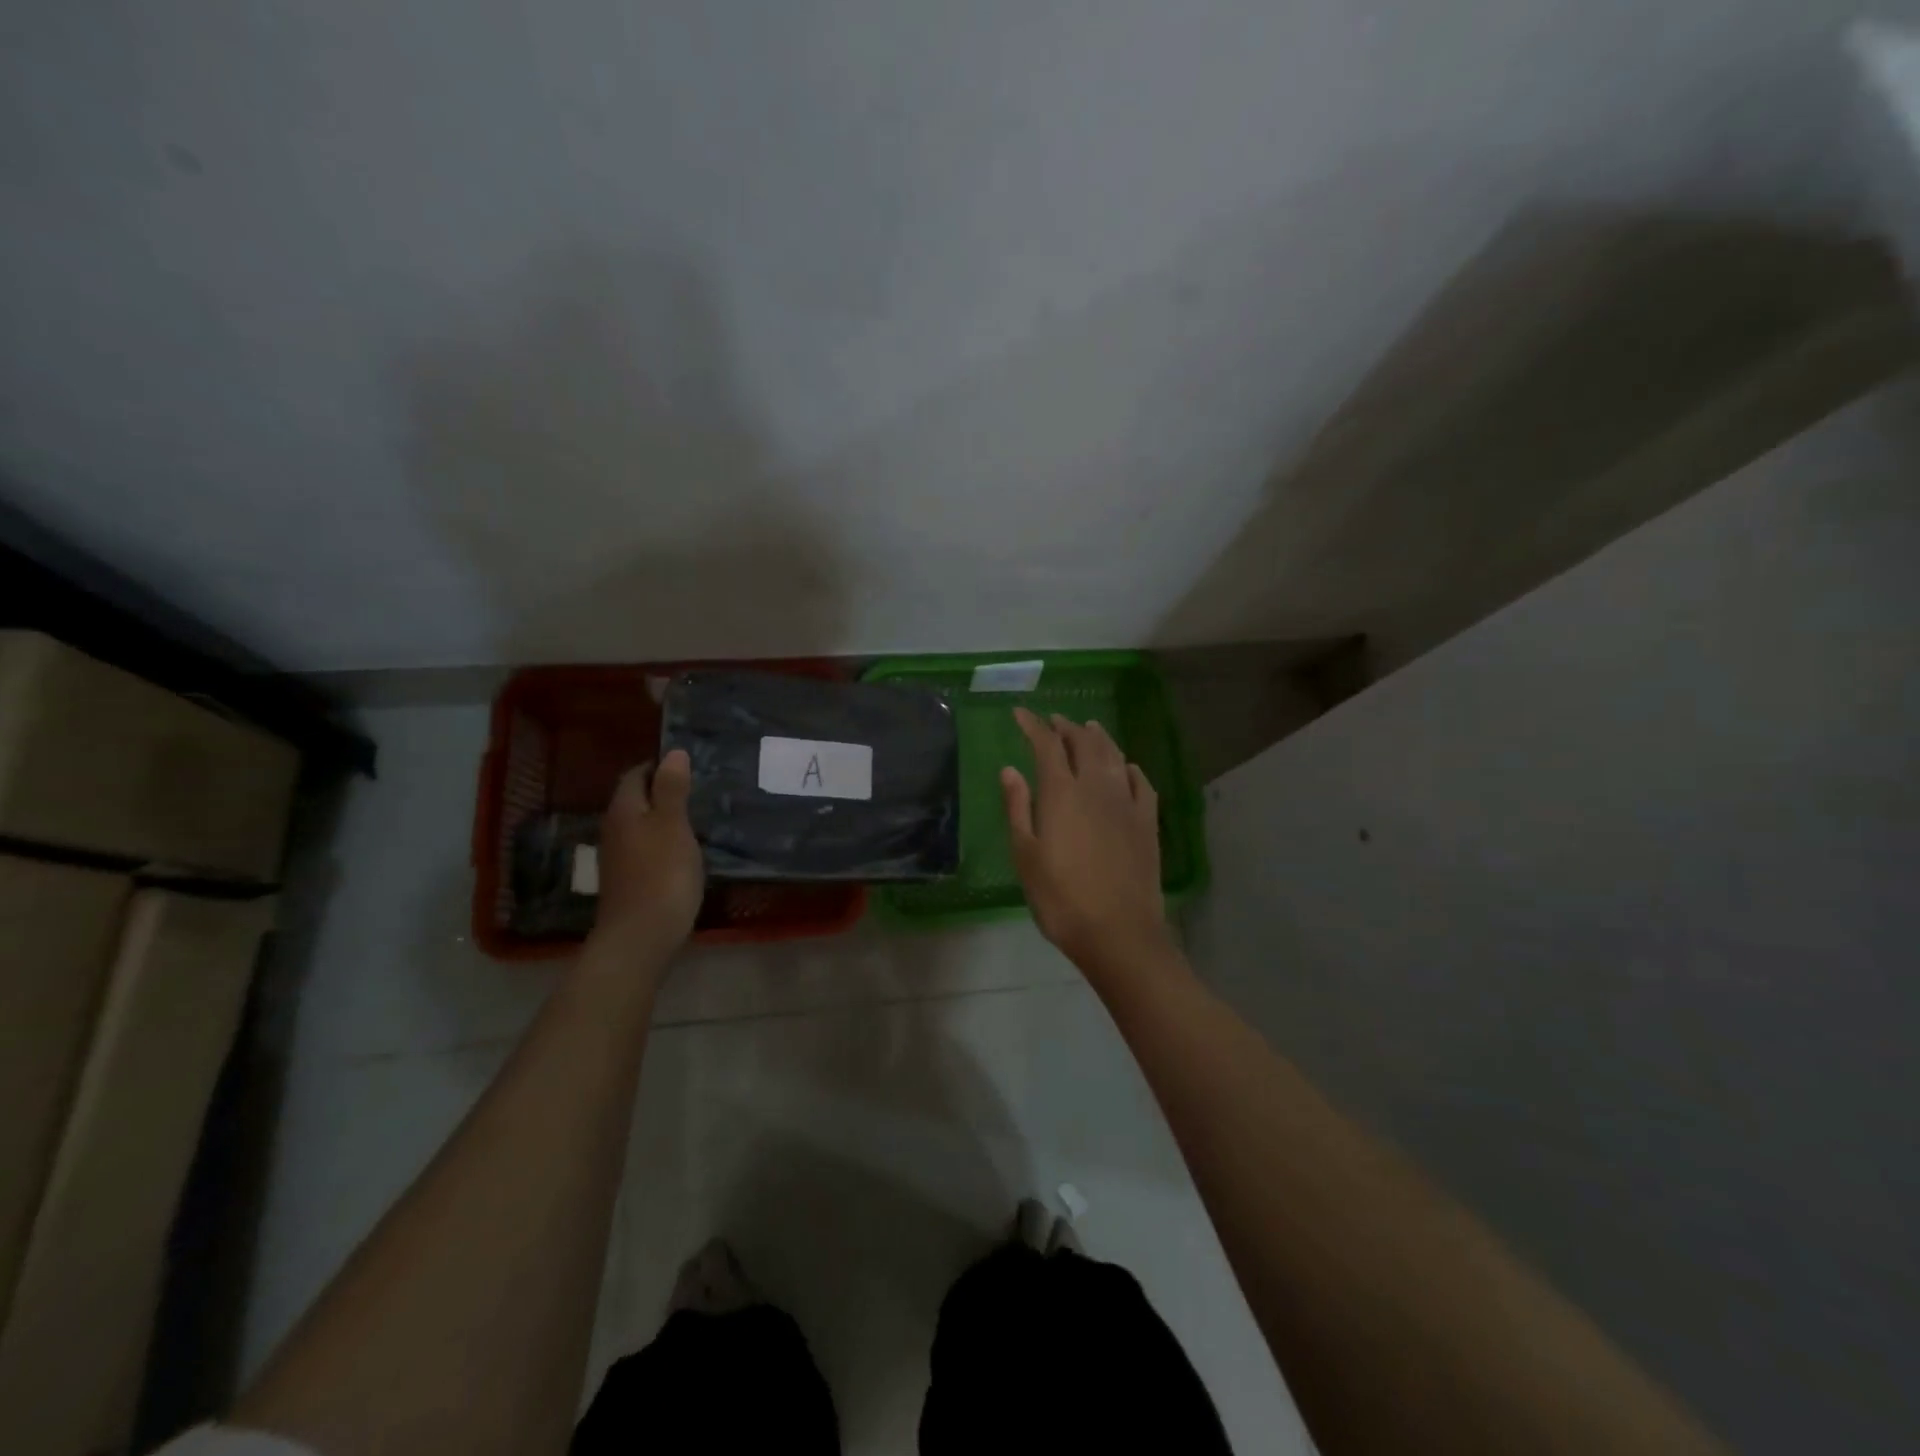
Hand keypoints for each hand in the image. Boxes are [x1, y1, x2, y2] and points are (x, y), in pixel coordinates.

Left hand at [592, 749, 704, 957]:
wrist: (640, 937)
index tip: (688, 766)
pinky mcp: (628, 880)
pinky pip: (645, 848)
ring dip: (663, 818)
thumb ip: (672, 789)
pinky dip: (662, 842)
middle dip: (662, 791)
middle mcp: (615, 829)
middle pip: (635, 799)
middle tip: (697, 788)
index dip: (659, 766)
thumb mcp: (673, 825)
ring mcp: (618, 858)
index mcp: (624, 810)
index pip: (636, 775)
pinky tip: (683, 851)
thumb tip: (673, 752)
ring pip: (640, 825)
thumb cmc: (662, 874)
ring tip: (695, 817)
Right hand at [1001, 708, 1169, 969]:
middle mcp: (1096, 787)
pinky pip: (1141, 782)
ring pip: (1114, 756)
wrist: (1118, 932)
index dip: (1033, 726)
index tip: (1021, 714)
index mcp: (1062, 793)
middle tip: (1055, 720)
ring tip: (1089, 728)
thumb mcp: (1026, 855)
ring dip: (1099, 738)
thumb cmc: (1061, 898)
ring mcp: (1127, 803)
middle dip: (1066, 727)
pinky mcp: (1147, 822)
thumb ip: (1018, 808)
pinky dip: (1130, 768)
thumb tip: (1010, 769)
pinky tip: (1127, 768)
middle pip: (1083, 744)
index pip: (1046, 745)